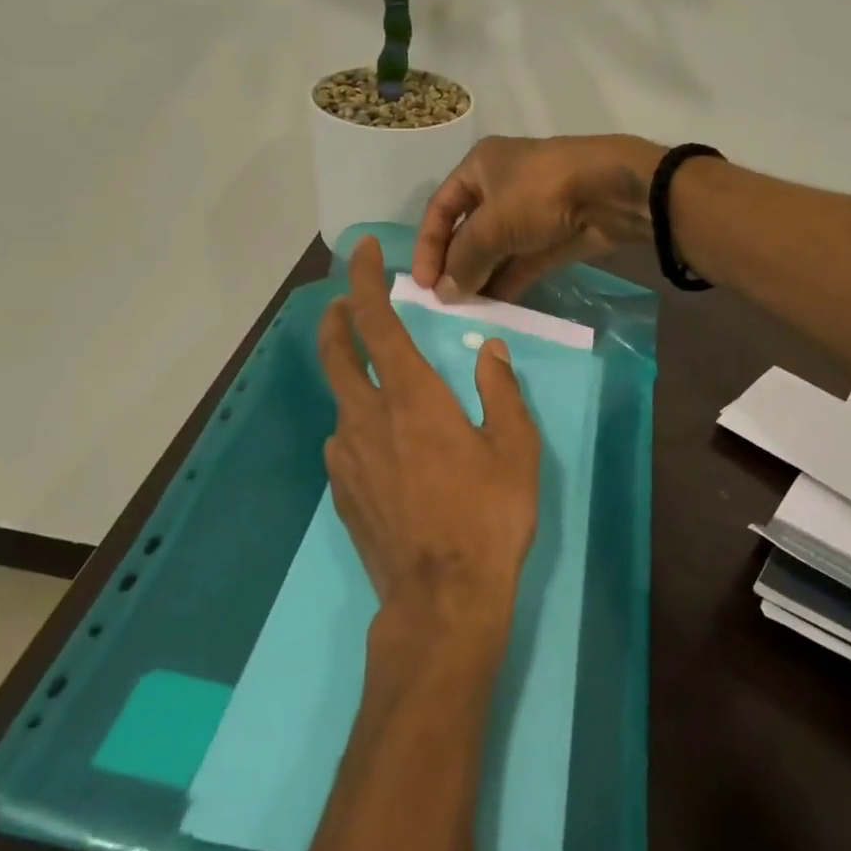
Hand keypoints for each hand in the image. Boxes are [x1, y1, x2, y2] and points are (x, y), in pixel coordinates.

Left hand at [318, 237, 542, 651]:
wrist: (442, 598)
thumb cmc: (488, 515)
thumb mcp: (515, 447)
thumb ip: (499, 391)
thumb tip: (489, 351)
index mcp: (411, 397)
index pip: (376, 321)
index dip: (365, 280)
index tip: (361, 252)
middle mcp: (366, 417)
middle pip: (335, 353)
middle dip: (337, 318)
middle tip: (346, 303)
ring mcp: (346, 457)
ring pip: (341, 402)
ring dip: (353, 382)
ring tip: (381, 391)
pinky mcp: (341, 492)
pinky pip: (345, 444)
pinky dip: (358, 429)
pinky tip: (385, 452)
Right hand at [413, 134, 664, 301]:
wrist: (612, 192)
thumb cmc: (540, 194)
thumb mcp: (492, 225)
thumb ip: (464, 260)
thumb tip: (444, 293)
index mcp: (479, 167)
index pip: (440, 209)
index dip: (428, 246)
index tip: (423, 283)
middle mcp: (501, 186)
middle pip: (467, 231)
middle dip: (455, 265)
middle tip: (444, 301)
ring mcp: (530, 213)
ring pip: (496, 249)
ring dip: (480, 277)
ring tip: (466, 310)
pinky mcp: (553, 237)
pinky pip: (521, 262)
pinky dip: (507, 281)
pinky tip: (494, 306)